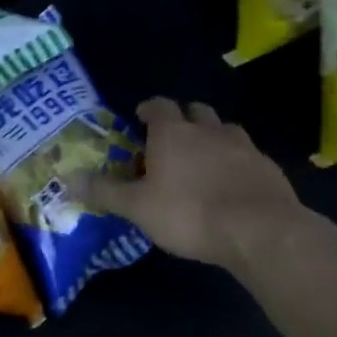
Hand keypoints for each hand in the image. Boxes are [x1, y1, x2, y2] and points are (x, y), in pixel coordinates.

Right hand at [77, 99, 305, 273]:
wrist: (260, 230)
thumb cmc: (189, 213)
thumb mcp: (138, 207)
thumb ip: (104, 191)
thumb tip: (68, 178)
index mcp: (174, 133)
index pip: (159, 105)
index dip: (148, 108)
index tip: (140, 118)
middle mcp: (209, 130)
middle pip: (195, 111)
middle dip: (182, 118)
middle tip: (170, 138)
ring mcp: (243, 147)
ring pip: (224, 129)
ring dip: (212, 137)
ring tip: (203, 159)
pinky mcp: (268, 168)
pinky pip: (247, 155)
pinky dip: (236, 162)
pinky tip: (232, 184)